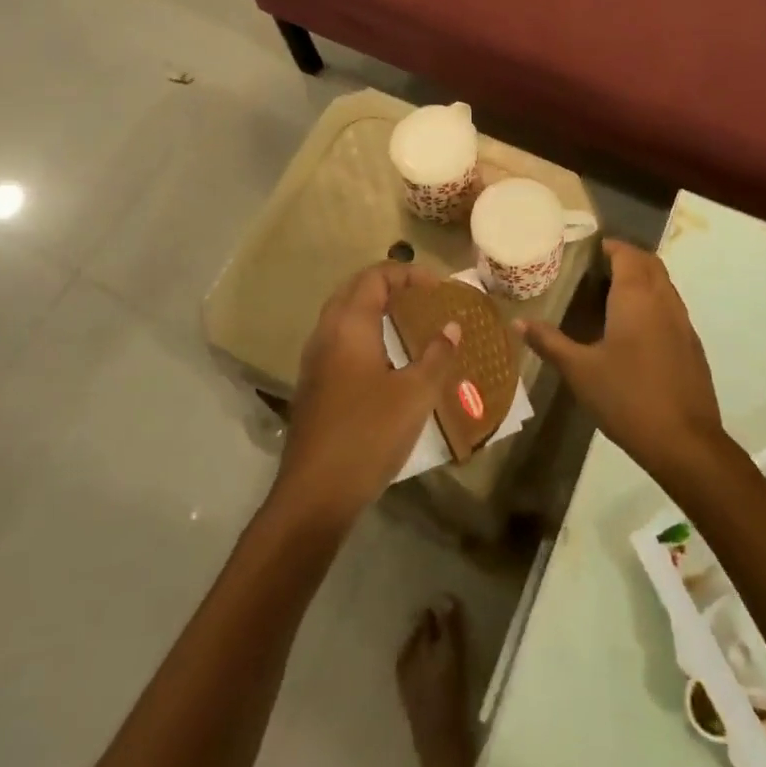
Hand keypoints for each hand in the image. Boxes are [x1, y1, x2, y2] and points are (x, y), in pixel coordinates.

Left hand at [270, 261, 464, 531]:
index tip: (437, 287)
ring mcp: (314, 360)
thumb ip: (437, 355)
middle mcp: (326, 333)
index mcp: (350, 325)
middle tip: (423, 298)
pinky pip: (338, 339)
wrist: (315, 493)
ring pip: (343, 314)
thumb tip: (452, 327)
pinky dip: (363, 332)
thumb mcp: (416, 394)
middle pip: (355, 289)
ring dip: (374, 308)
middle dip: (389, 285)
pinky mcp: (313, 384)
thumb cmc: (369, 434)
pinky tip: (386, 358)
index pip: (375, 277)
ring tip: (409, 321)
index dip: (407, 273)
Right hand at [516, 240, 725, 485]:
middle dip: (626, 258)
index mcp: (636, 296)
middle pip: (649, 263)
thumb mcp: (579, 370)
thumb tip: (517, 321)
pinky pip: (671, 308)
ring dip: (642, 280)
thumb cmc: (627, 397)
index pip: (627, 253)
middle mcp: (663, 300)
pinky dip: (653, 303)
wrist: (685, 442)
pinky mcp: (692, 345)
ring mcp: (683, 322)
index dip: (609, 246)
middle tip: (595, 270)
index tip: (586, 251)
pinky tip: (634, 331)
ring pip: (664, 285)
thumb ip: (549, 342)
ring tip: (611, 296)